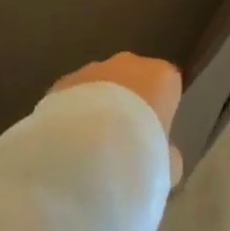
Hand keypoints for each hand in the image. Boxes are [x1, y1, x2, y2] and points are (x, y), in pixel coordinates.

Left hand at [49, 53, 184, 185]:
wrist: (85, 152)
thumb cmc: (139, 154)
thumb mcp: (166, 167)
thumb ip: (168, 155)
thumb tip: (166, 157)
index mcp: (161, 76)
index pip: (168, 85)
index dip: (161, 111)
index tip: (155, 136)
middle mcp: (128, 63)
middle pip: (132, 79)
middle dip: (128, 102)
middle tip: (123, 140)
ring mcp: (91, 69)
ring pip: (99, 84)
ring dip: (97, 106)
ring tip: (91, 147)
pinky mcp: (61, 82)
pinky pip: (73, 96)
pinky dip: (72, 114)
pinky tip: (69, 145)